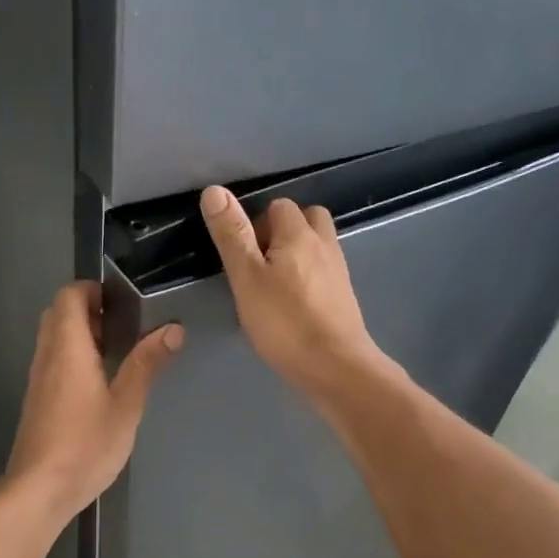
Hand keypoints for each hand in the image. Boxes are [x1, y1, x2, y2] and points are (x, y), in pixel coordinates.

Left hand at [5, 281, 182, 518]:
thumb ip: (146, 364)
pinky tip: (96, 382)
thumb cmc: (86, 445)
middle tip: (121, 325)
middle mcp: (47, 356)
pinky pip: (51, 360)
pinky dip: (71, 356)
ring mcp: (38, 379)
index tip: (120, 300)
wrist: (39, 489)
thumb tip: (173, 329)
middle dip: (87, 309)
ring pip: (52, 338)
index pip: (68, 296)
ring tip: (114, 351)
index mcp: (68, 348)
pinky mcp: (36, 400)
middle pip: (58, 314)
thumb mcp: (126, 405)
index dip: (91, 289)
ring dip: (79, 333)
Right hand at [200, 186, 389, 400]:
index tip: (242, 256)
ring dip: (296, 254)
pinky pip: (323, 272)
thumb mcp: (247, 278)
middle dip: (282, 232)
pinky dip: (308, 277)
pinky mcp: (344, 297)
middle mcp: (324, 244)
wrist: (336, 367)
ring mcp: (338, 271)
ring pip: (316, 246)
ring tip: (273, 284)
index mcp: (299, 234)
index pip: (278, 206)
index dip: (256, 224)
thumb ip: (232, 235)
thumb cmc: (285, 322)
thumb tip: (215, 190)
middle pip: (306, 219)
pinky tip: (292, 304)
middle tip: (259, 265)